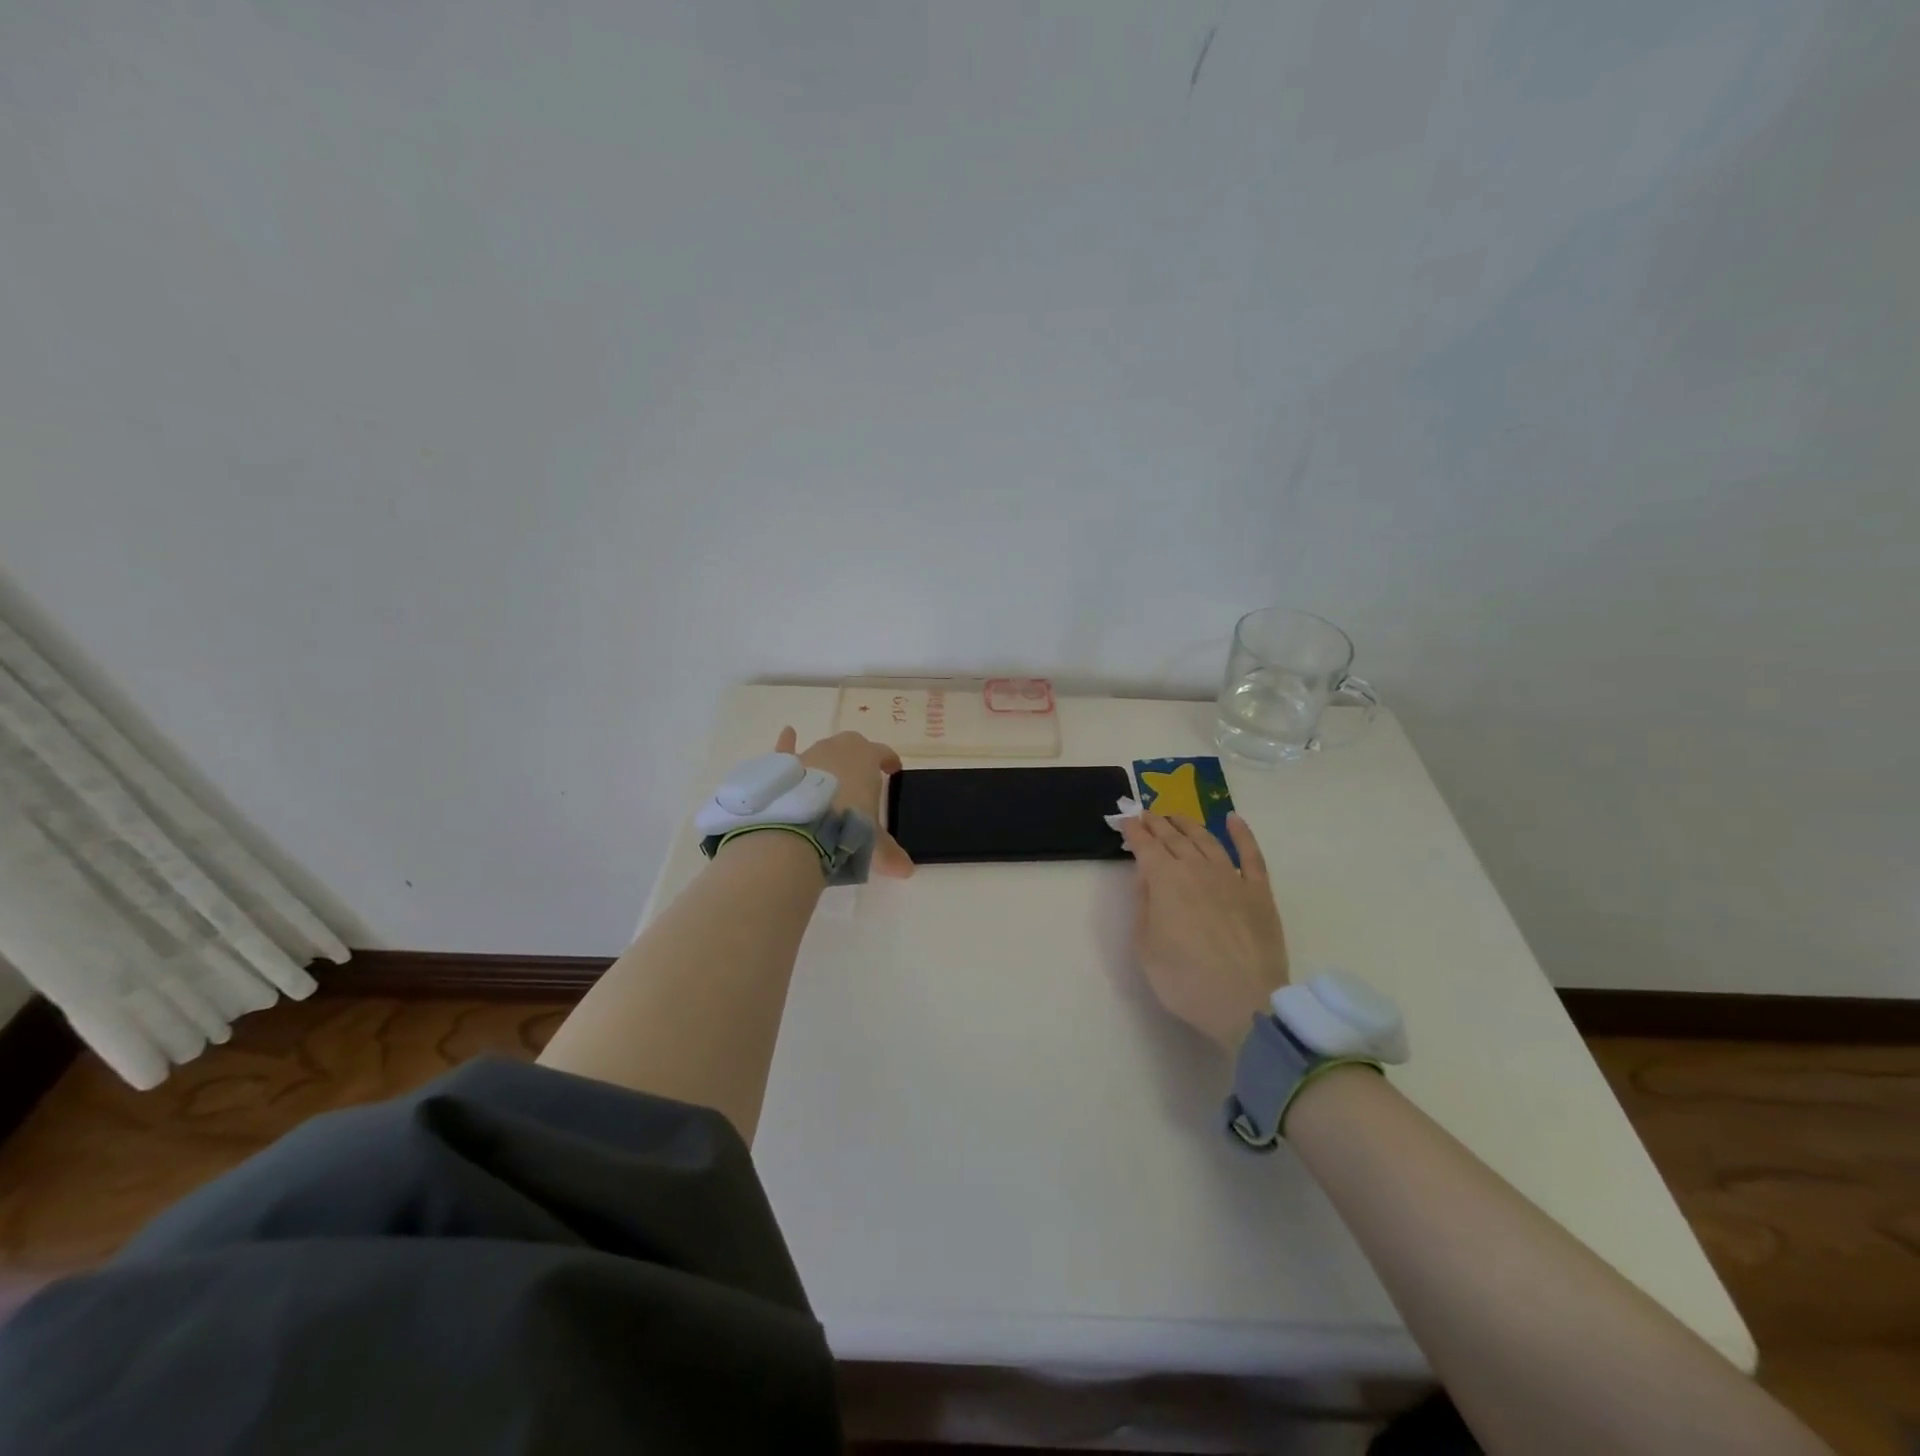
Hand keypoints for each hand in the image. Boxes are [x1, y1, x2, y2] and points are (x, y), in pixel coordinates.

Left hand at [775, 726, 914, 878]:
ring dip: (828, 760)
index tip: (893, 770)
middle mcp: (838, 749)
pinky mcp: (784, 767)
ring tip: (829, 779)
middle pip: (853, 746)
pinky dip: (787, 742)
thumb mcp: (873, 841)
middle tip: (861, 778)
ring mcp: (809, 754)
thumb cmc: (847, 825)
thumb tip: (906, 871)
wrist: (798, 827)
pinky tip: (788, 733)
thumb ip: (888, 853)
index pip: (883, 753)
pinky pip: (787, 749)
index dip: (889, 761)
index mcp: (866, 758)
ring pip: (823, 750)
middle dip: (858, 758)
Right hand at [1118, 812, 1287, 1052]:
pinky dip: (1241, 833)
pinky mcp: (1259, 891)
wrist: (1245, 1004)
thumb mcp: (1146, 947)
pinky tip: (1233, 819)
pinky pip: (1250, 854)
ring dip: (1188, 824)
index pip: (1146, 846)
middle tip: (1146, 814)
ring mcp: (1231, 877)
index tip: (1126, 820)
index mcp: (1165, 880)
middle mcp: (1197, 869)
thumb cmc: (1185, 981)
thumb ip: (1144, 905)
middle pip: (1174, 838)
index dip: (1134, 831)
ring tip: (1176, 817)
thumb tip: (1146, 877)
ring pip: (1207, 839)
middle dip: (1157, 823)